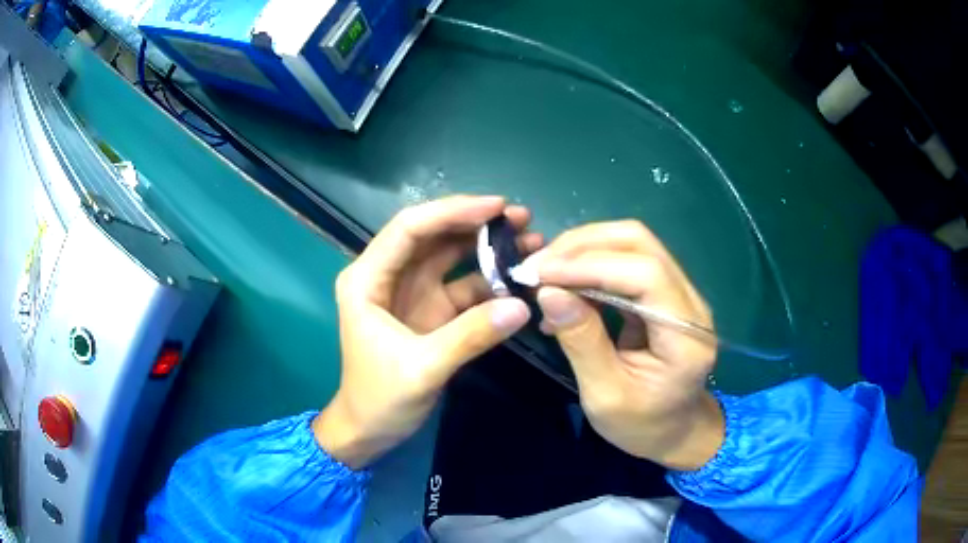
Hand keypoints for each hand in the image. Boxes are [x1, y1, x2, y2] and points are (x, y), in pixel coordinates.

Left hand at [314, 196, 540, 467]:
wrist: (369, 430)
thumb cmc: (379, 398)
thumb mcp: (422, 368)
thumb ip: (470, 336)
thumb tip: (522, 306)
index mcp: (368, 279)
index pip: (409, 229)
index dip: (452, 211)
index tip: (496, 206)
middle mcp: (388, 276)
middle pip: (433, 235)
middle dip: (475, 222)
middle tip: (521, 217)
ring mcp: (412, 292)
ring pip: (450, 256)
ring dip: (486, 246)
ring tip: (529, 238)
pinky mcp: (431, 310)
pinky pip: (463, 286)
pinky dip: (490, 280)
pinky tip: (518, 278)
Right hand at [530, 220, 723, 469]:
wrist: (675, 432)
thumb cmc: (642, 425)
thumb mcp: (605, 394)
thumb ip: (581, 340)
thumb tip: (548, 291)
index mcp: (686, 335)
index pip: (645, 273)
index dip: (590, 264)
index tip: (540, 273)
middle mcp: (690, 302)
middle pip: (639, 243)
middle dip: (583, 246)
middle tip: (537, 266)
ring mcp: (680, 293)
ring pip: (631, 245)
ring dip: (583, 251)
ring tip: (544, 273)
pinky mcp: (663, 293)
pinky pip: (626, 263)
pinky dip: (589, 266)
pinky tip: (564, 286)